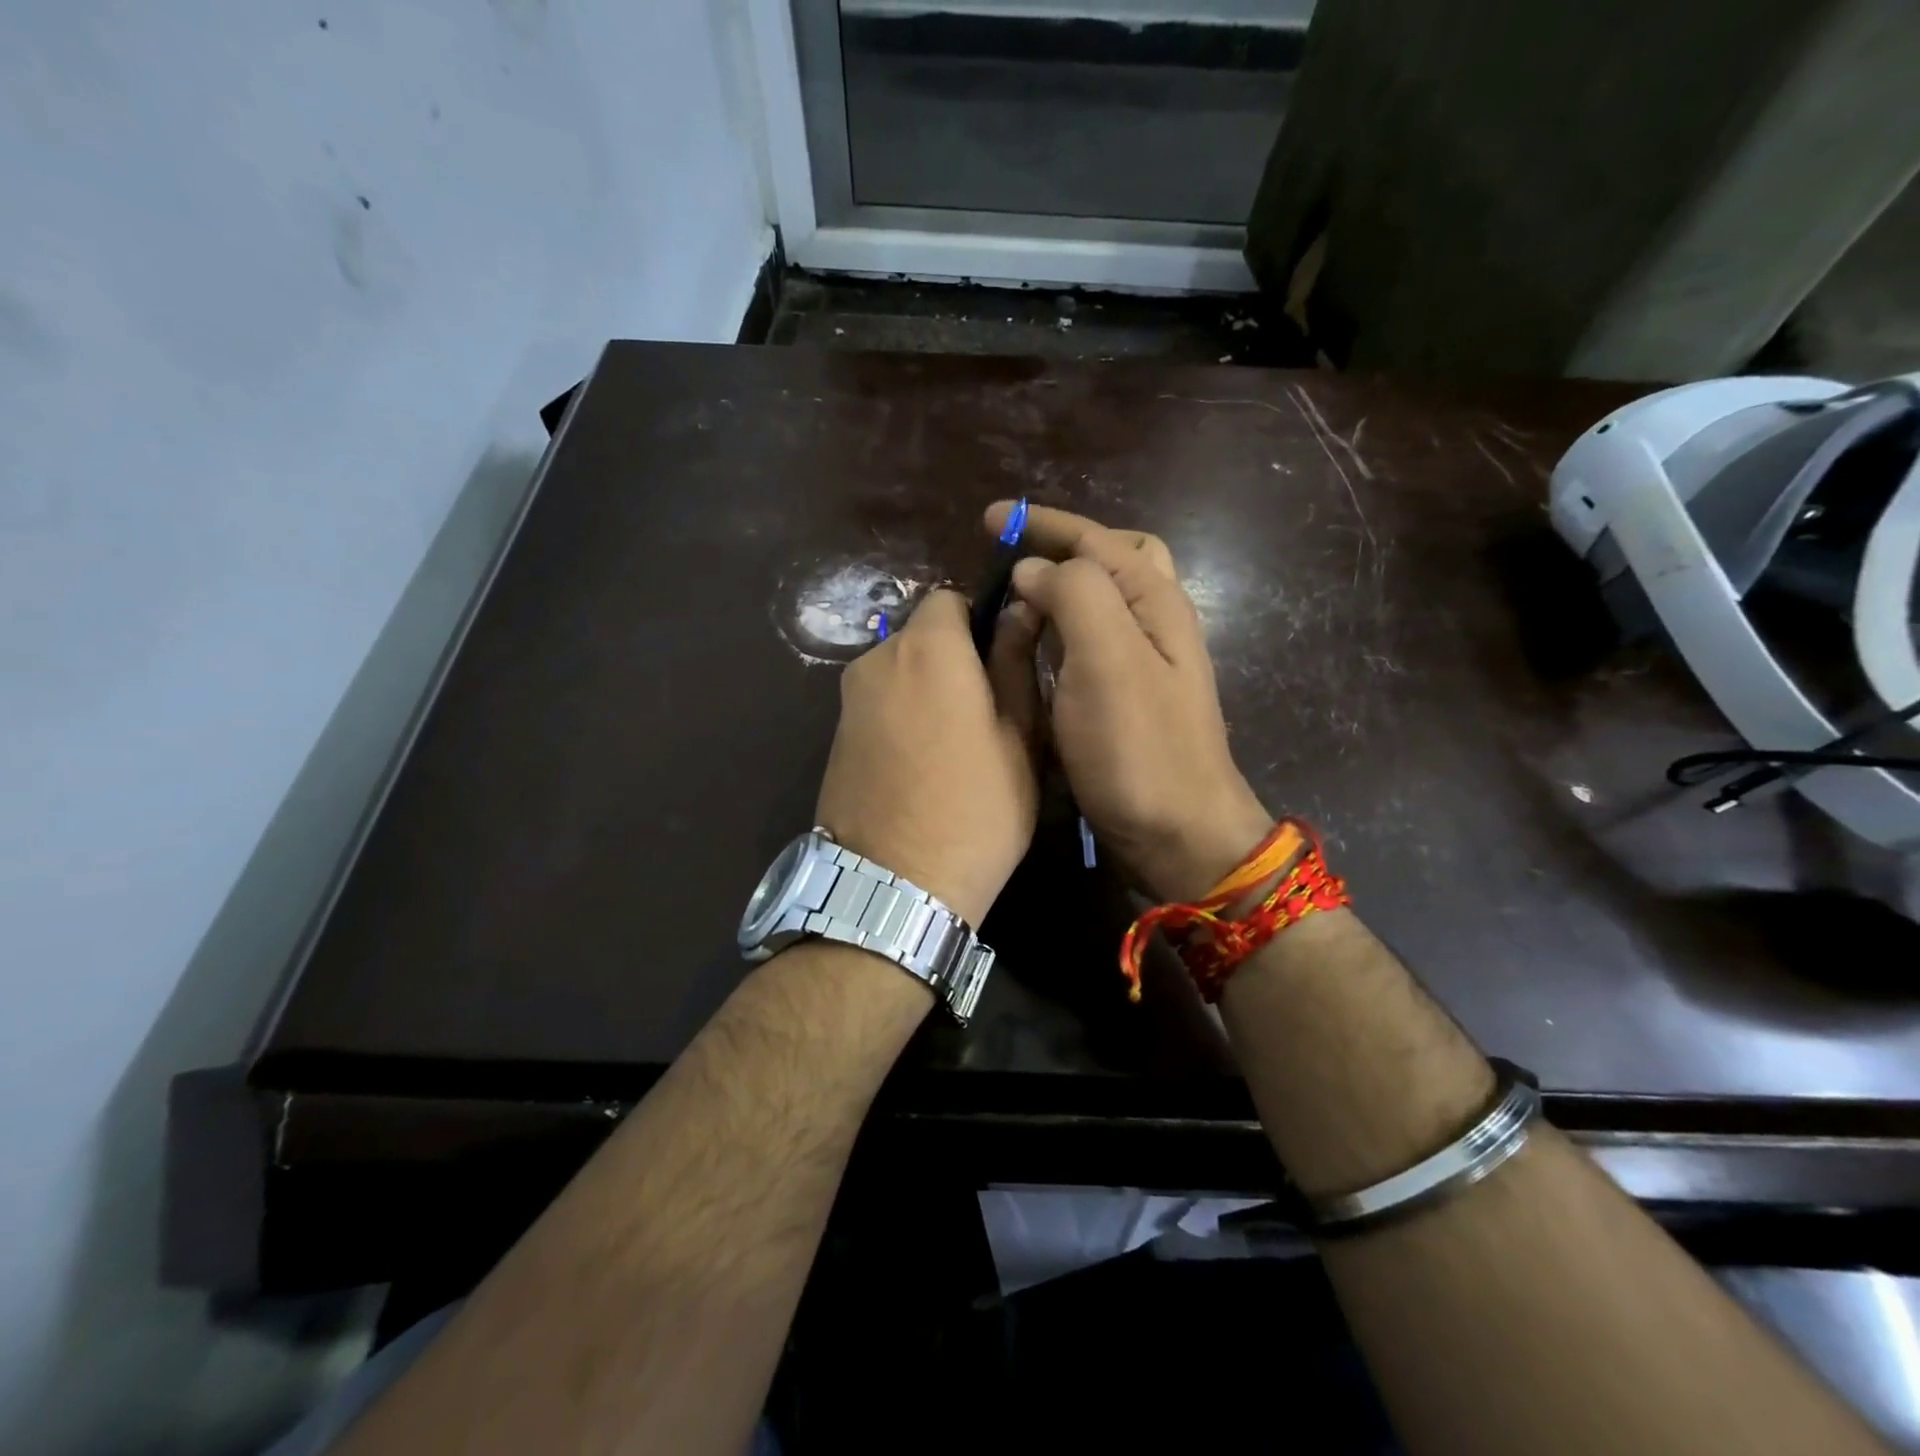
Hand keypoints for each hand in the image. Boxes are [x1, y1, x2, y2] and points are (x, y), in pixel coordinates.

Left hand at [815, 589, 1041, 927]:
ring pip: (900, 672)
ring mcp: (848, 701)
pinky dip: (902, 716)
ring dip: (928, 689)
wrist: (894, 888)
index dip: (982, 621)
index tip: (1005, 661)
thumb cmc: (976, 810)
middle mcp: (876, 660)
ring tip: (957, 745)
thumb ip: (1016, 666)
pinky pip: (879, 705)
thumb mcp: (1018, 738)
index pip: (951, 598)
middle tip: (989, 710)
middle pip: (922, 636)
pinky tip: (922, 765)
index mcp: (928, 649)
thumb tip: (1020, 611)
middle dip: (955, 657)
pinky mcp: (834, 737)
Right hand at [987, 502, 1272, 901]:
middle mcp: (1153, 622)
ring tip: (1010, 600)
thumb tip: (1034, 570)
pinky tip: (1030, 649)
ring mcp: (1141, 663)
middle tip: (1011, 558)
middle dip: (1061, 548)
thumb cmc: (1140, 748)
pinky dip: (1056, 632)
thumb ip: (1075, 596)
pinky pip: (1086, 643)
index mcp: (1154, 600)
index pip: (1095, 539)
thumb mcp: (1108, 660)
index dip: (1043, 523)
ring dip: (1056, 589)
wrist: (1178, 834)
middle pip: (1110, 560)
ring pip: (1098, 602)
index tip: (989, 520)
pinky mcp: (1123, 698)